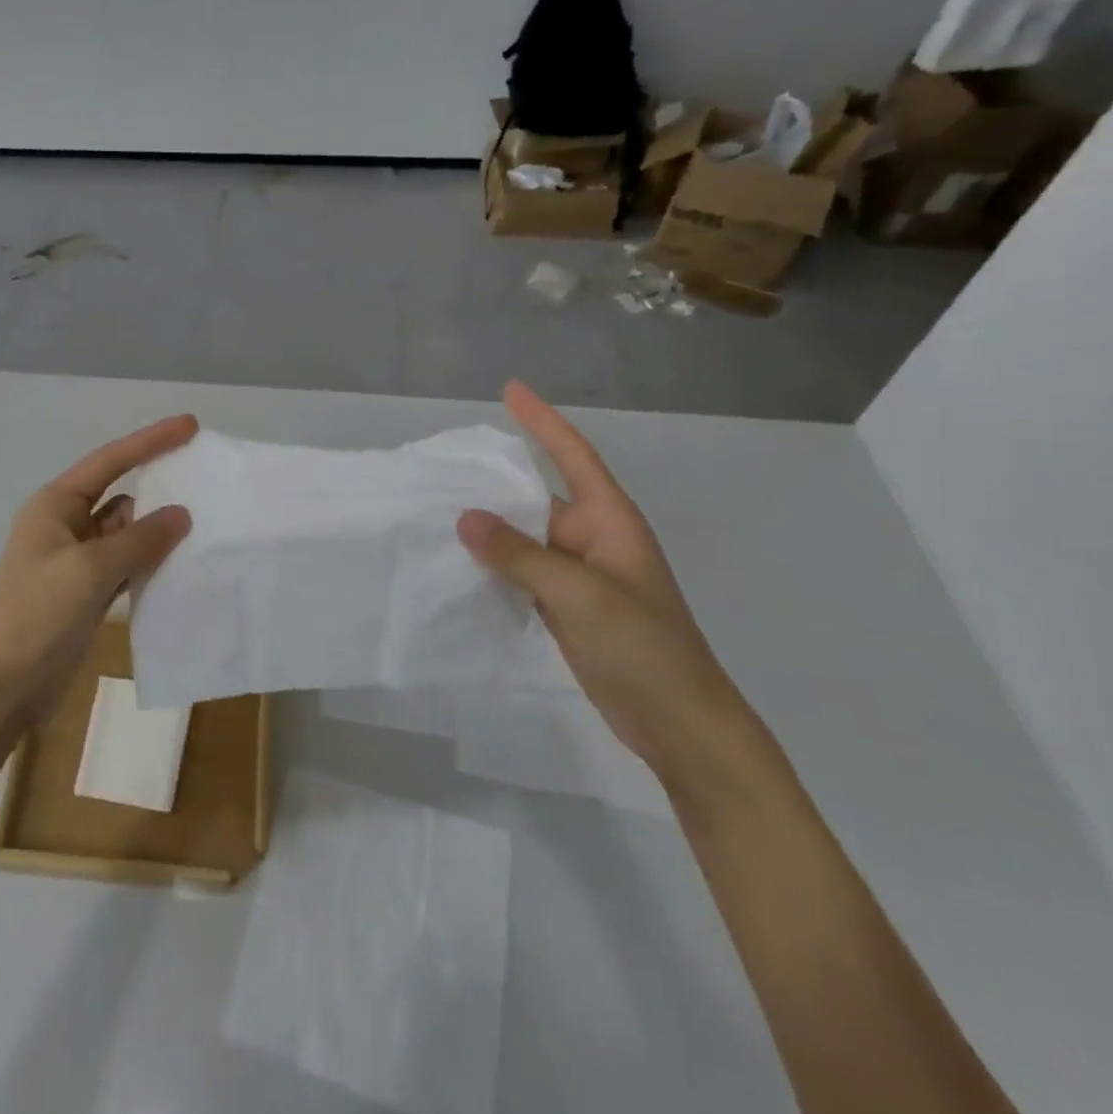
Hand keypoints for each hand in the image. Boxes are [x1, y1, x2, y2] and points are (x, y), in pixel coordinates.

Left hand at [0, 415, 196, 721]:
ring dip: (157, 532)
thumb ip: (139, 539)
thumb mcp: (90, 570)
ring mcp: (76, 562)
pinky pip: (126, 566)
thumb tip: (181, 515)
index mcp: (55, 506)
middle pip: (120, 496)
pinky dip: (149, 564)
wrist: (2, 687)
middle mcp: (65, 526)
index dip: (150, 441)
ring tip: (206, 528)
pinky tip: (181, 567)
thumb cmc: (38, 616)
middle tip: (207, 485)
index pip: (110, 461)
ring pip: (126, 534)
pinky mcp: (86, 593)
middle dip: (159, 491)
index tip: (190, 426)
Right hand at [457, 383, 751, 784]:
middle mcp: (591, 539)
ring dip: (487, 528)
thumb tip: (465, 517)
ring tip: (434, 511)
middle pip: (536, 496)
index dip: (542, 421)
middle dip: (494, 481)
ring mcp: (576, 575)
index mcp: (609, 521)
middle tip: (441, 466)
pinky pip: (519, 573)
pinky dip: (491, 566)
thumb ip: (521, 555)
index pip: (572, 456)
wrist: (678, 723)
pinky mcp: (563, 607)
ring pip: (522, 538)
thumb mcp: (582, 595)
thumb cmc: (644, 648)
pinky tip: (455, 564)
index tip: (510, 390)